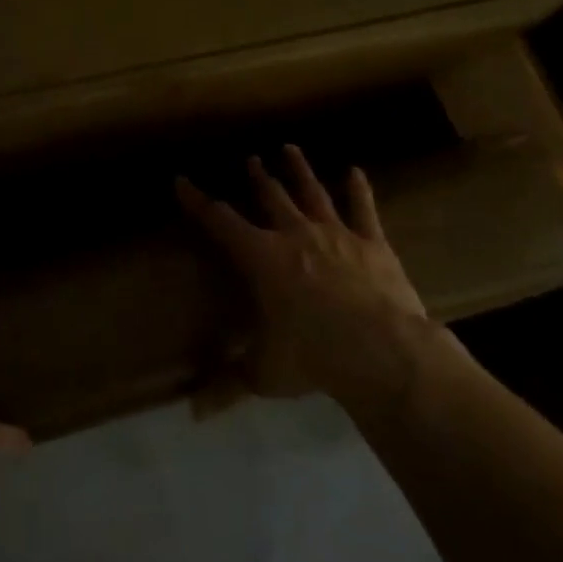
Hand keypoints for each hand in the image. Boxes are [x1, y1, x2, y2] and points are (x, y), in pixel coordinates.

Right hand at [177, 146, 433, 402]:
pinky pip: (363, 210)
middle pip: (270, 197)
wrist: (381, 352)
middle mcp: (294, 235)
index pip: (220, 222)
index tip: (181, 180)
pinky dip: (358, 190)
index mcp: (261, 258)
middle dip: (257, 177)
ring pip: (312, 193)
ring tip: (289, 149)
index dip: (198, 201)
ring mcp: (336, 234)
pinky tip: (355, 171)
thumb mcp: (264, 373)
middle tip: (250, 159)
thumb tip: (192, 412)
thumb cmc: (312, 357)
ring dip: (298, 171)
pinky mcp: (372, 243)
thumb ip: (228, 385)